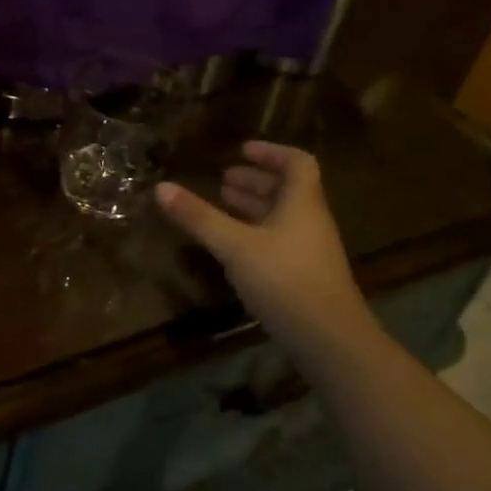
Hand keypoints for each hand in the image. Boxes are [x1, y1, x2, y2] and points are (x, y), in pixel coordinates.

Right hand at [155, 141, 371, 359]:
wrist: (330, 340)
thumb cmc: (284, 280)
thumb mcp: (234, 246)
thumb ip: (199, 217)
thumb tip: (160, 187)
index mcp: (301, 203)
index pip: (296, 162)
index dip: (271, 152)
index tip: (241, 150)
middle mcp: (310, 221)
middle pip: (287, 190)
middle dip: (255, 181)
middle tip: (223, 179)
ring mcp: (310, 251)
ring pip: (282, 217)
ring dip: (254, 207)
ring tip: (223, 204)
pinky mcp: (305, 277)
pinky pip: (280, 241)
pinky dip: (256, 233)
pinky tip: (234, 246)